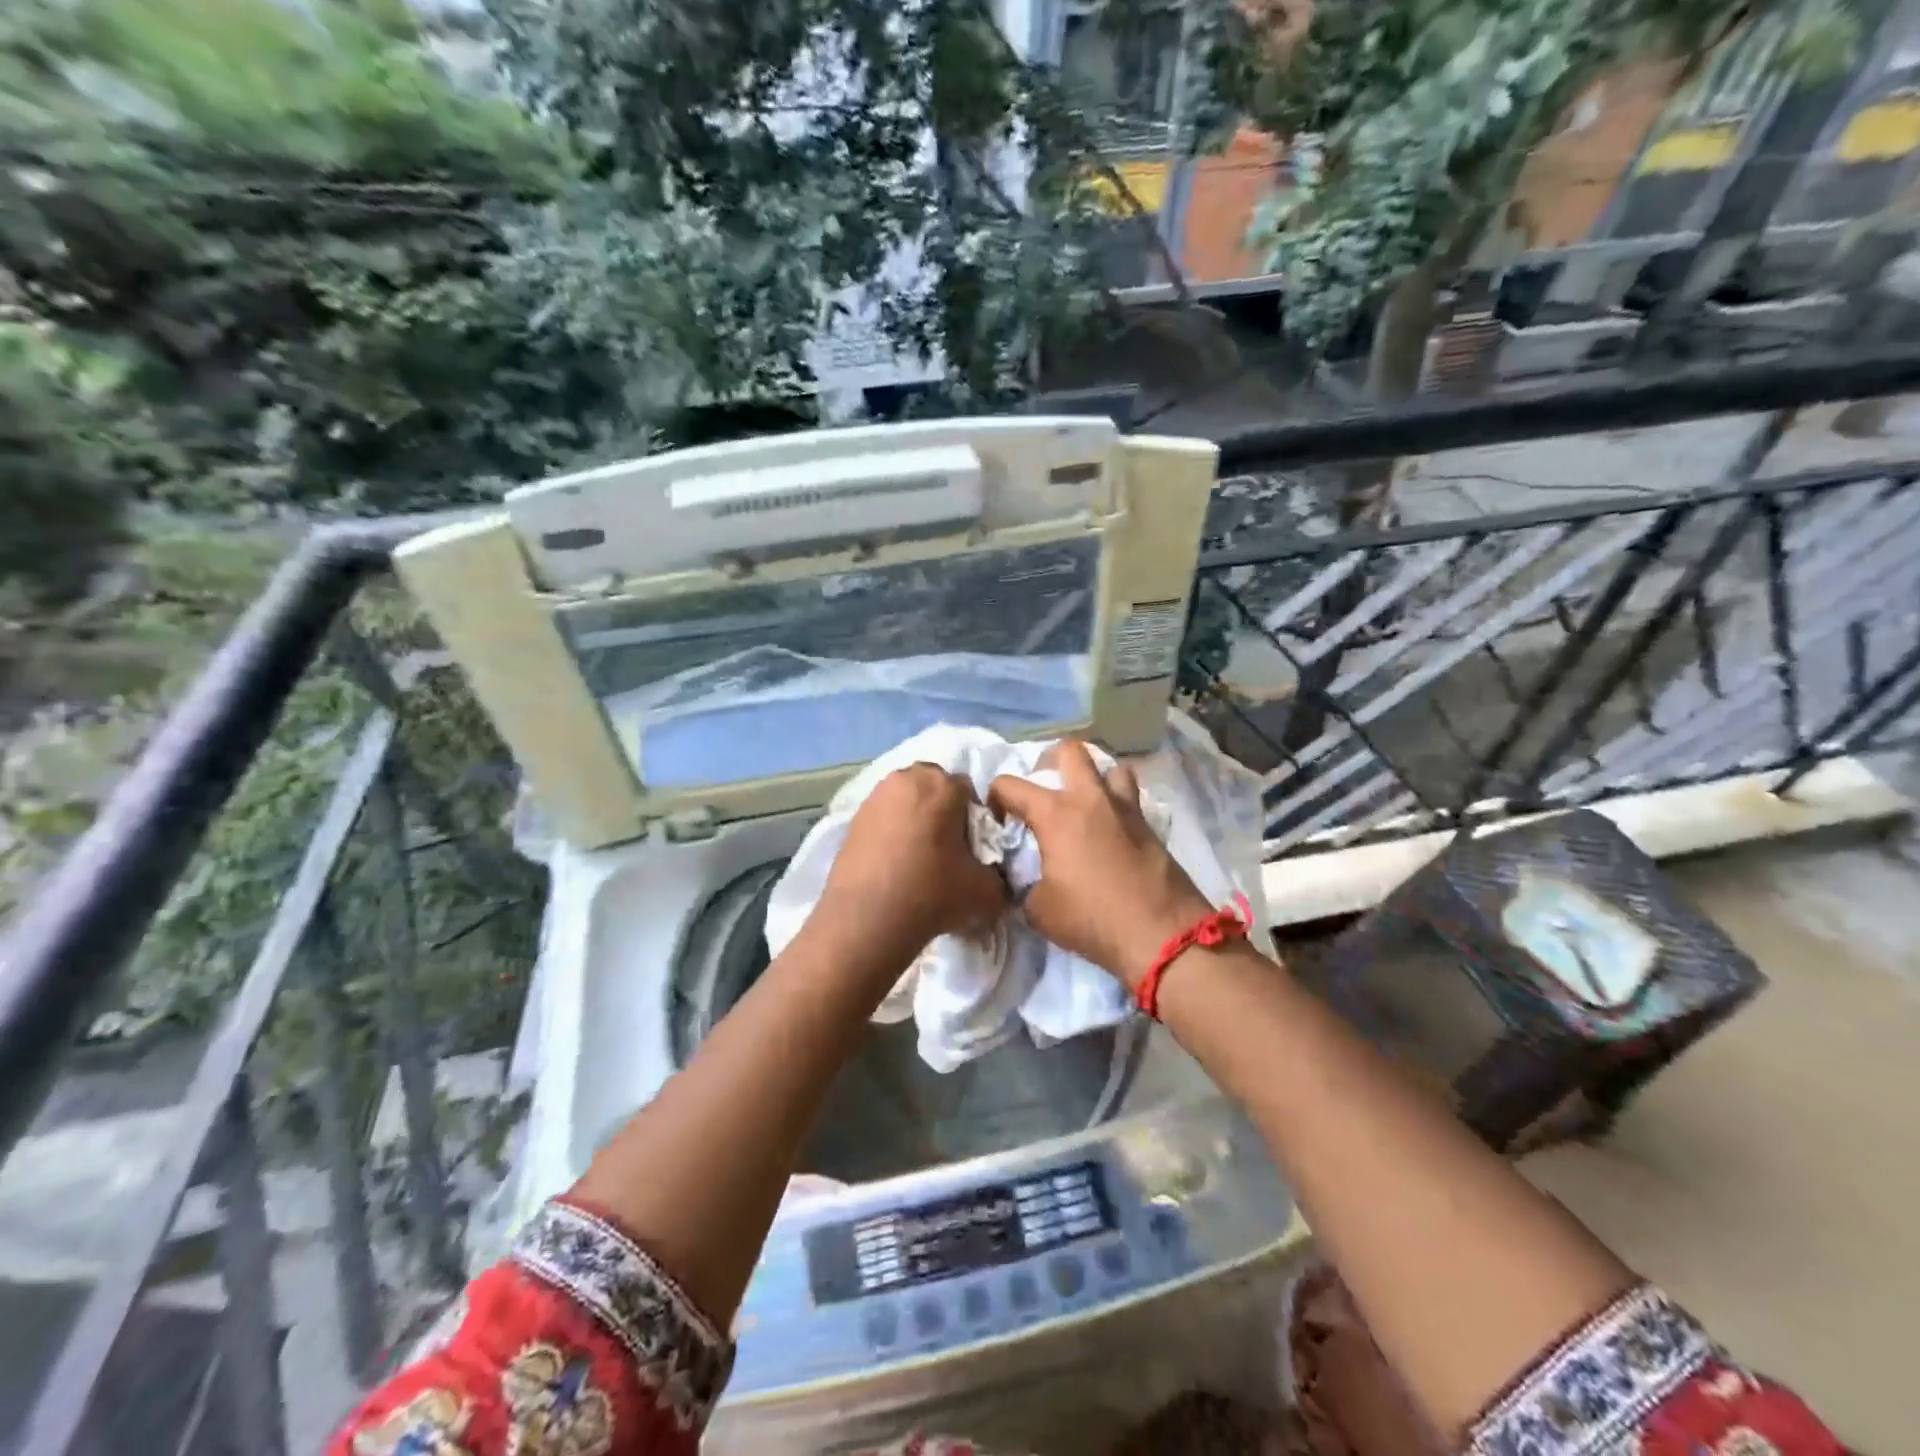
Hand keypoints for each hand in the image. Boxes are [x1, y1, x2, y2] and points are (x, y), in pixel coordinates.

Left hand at [812, 764, 1007, 970]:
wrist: (866, 920)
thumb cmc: (932, 893)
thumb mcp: (986, 891)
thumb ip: (998, 876)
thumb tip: (993, 876)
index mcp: (943, 784)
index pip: (970, 791)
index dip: (976, 820)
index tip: (973, 849)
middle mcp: (907, 779)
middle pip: (934, 788)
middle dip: (943, 811)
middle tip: (946, 849)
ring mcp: (875, 796)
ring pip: (906, 801)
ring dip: (915, 819)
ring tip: (917, 858)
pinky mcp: (852, 818)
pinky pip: (883, 818)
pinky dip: (891, 832)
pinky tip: (893, 864)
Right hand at [988, 741, 1213, 989]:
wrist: (1159, 934)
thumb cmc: (1091, 918)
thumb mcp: (1038, 909)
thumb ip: (1024, 884)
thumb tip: (1026, 879)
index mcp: (1055, 814)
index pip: (1010, 784)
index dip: (996, 797)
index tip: (999, 820)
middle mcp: (1090, 799)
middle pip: (1070, 751)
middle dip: (1050, 762)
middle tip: (1045, 790)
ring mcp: (1125, 808)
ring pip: (1112, 768)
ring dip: (1096, 779)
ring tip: (1086, 804)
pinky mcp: (1150, 826)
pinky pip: (1131, 799)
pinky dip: (1117, 805)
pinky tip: (1111, 832)